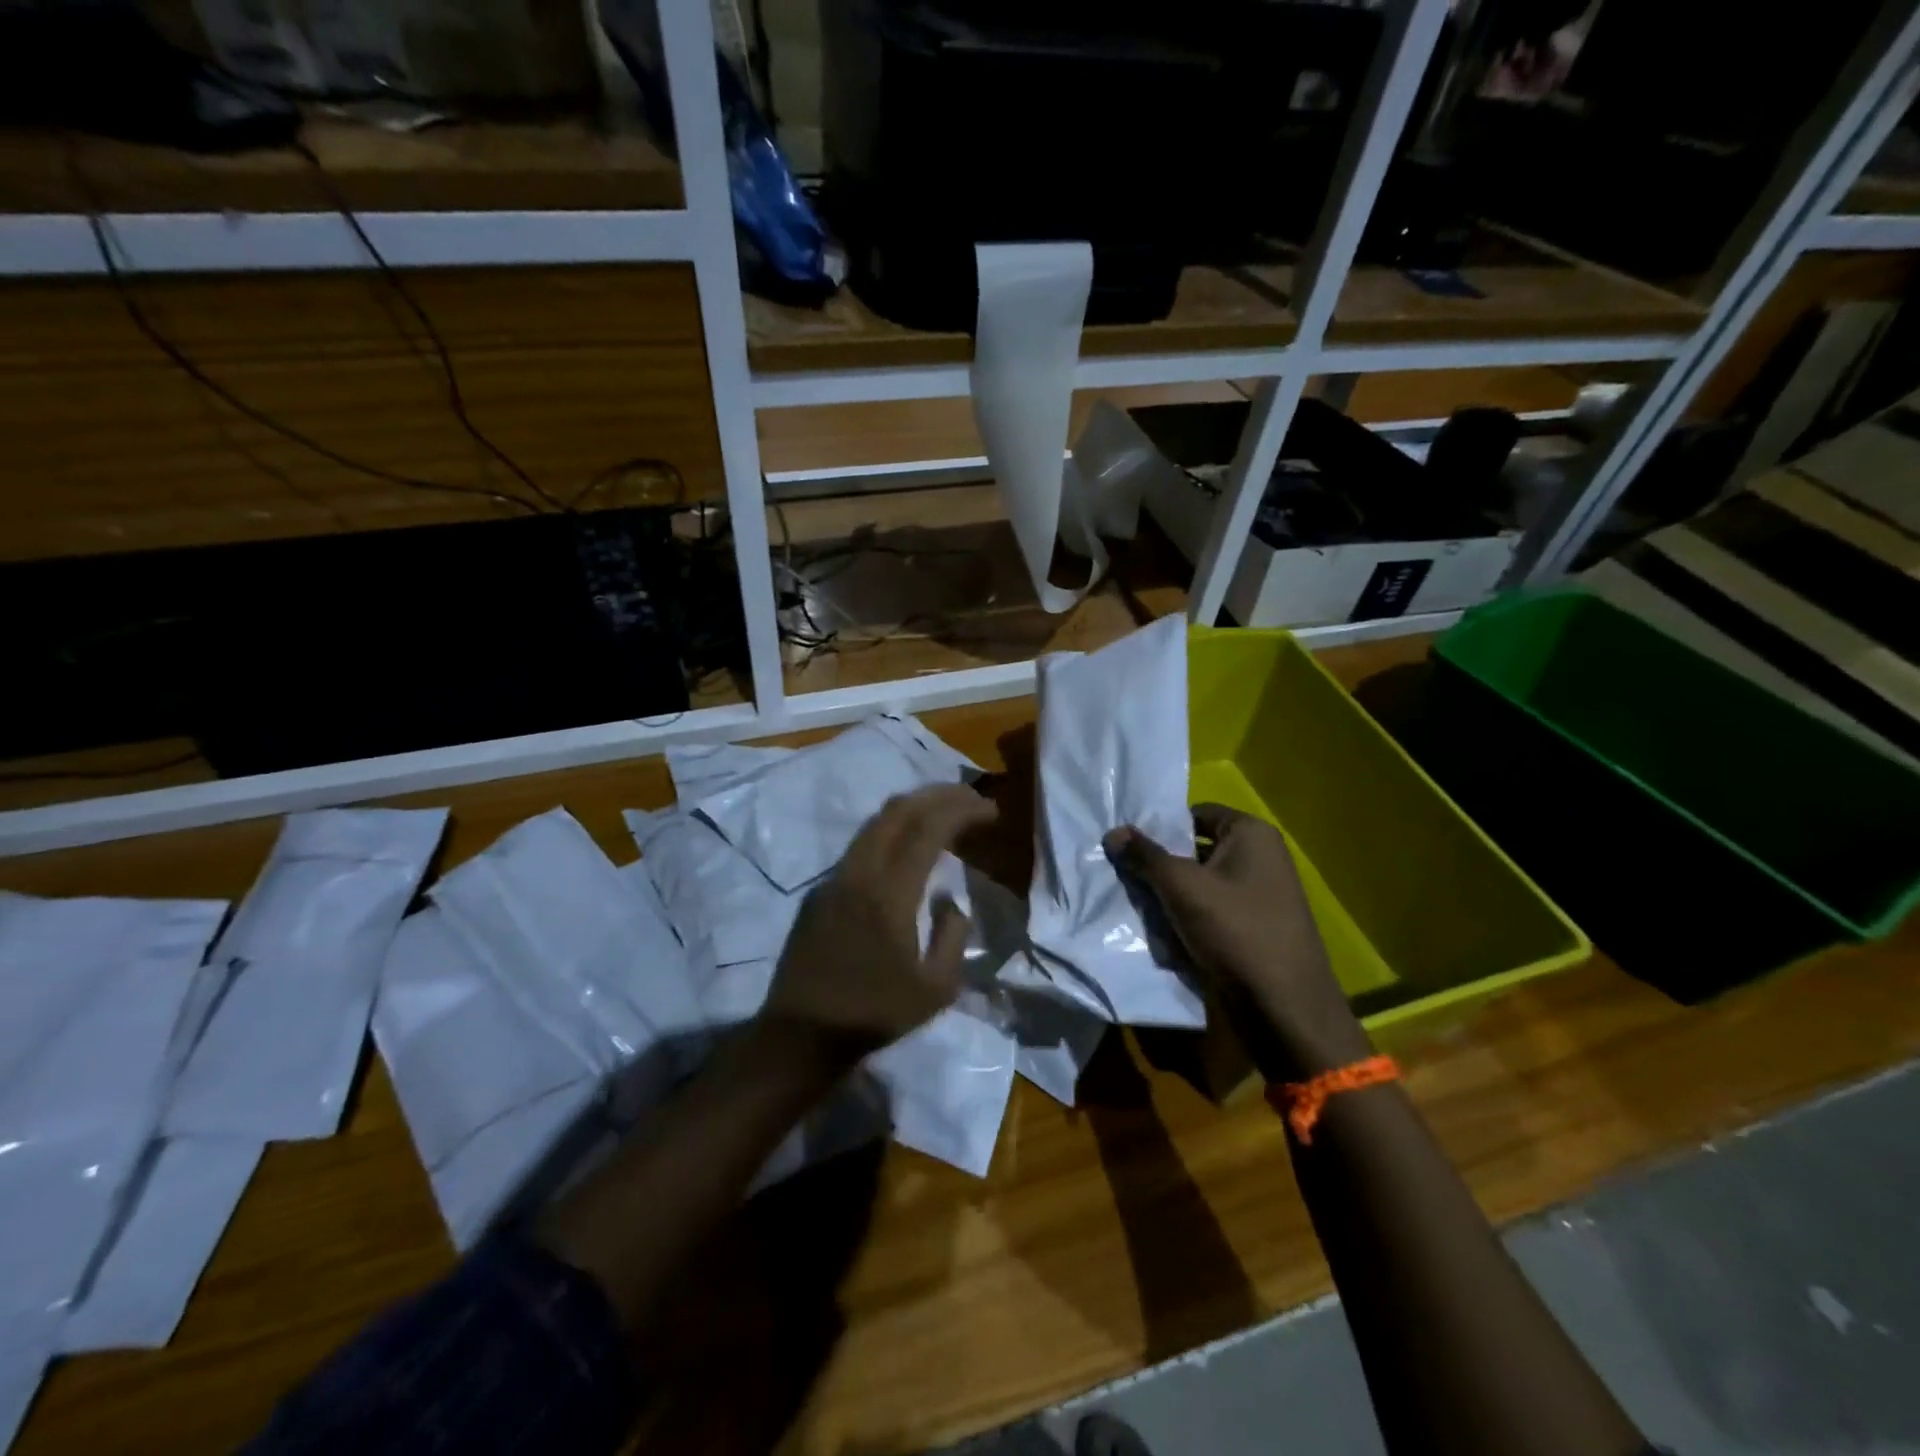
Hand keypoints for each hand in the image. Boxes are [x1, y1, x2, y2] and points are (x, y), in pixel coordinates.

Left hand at [763, 783, 997, 1064]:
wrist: (801, 1034)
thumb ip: (953, 936)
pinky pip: (861, 845)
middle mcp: (859, 873)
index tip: (990, 811)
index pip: (929, 829)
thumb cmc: (874, 1015)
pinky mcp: (820, 891)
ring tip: (943, 813)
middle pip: (899, 810)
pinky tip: (907, 848)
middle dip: (939, 795)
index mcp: (890, 893)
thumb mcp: (936, 989)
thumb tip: (950, 901)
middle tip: (971, 798)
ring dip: (913, 809)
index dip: (963, 810)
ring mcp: (835, 878)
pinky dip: (891, 831)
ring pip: (875, 823)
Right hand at [1105, 805, 1368, 1076]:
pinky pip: (1210, 912)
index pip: (1195, 814)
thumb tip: (1113, 832)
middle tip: (1123, 876)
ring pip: (1199, 884)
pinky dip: (1186, 919)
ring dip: (1169, 896)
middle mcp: (1260, 857)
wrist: (1285, 1008)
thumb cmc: (1236, 931)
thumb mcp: (1182, 887)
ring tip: (1136, 906)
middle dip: (1160, 866)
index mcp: (1252, 834)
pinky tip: (1161, 934)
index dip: (1161, 827)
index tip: (1127, 846)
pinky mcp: (1253, 928)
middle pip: (1194, 850)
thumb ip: (1145, 856)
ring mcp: (1259, 895)